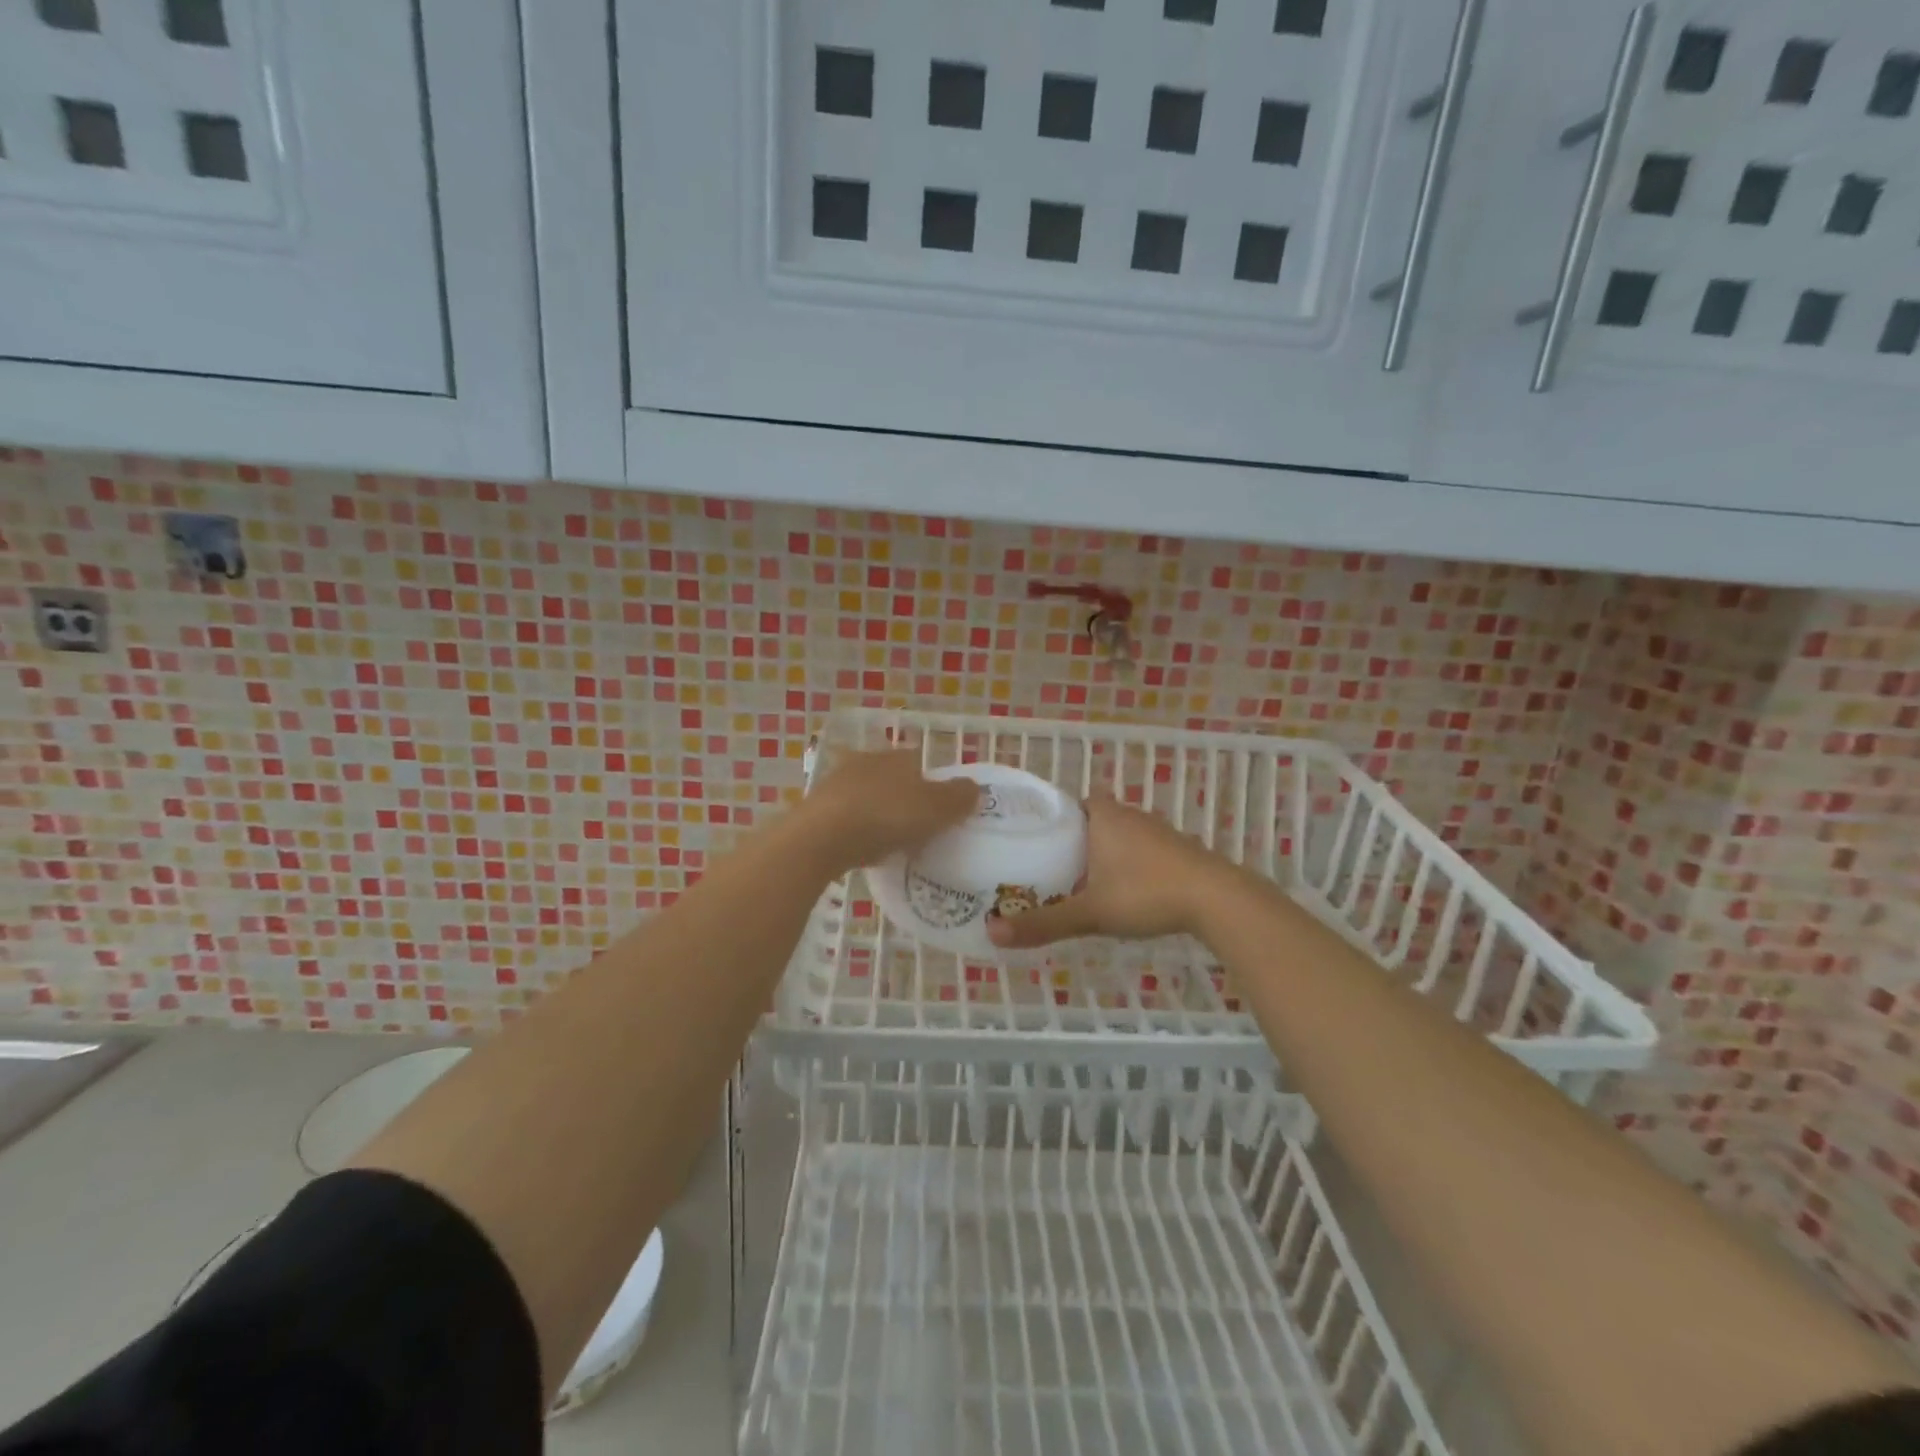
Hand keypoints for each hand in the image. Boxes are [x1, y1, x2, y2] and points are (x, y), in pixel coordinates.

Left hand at [798, 749, 979, 873]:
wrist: (821, 837)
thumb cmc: (886, 817)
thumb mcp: (936, 809)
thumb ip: (959, 797)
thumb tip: (974, 788)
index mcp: (898, 756)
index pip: (921, 763)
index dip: (933, 786)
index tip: (940, 813)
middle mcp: (867, 760)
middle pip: (893, 779)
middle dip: (904, 799)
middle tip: (916, 830)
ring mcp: (837, 782)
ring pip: (868, 796)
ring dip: (878, 814)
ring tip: (889, 843)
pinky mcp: (816, 807)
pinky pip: (846, 817)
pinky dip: (857, 829)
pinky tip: (862, 849)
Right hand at [986, 796, 1227, 949]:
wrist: (1217, 899)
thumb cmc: (1146, 893)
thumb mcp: (1090, 912)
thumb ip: (1043, 923)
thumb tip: (991, 934)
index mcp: (1102, 815)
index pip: (1068, 804)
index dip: (1051, 820)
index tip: (1033, 843)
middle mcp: (1129, 814)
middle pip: (1091, 820)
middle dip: (1073, 841)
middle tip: (1049, 868)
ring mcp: (1157, 830)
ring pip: (1118, 835)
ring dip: (1102, 853)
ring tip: (1080, 882)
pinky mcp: (1178, 849)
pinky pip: (1141, 850)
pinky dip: (1129, 865)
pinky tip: (1124, 892)